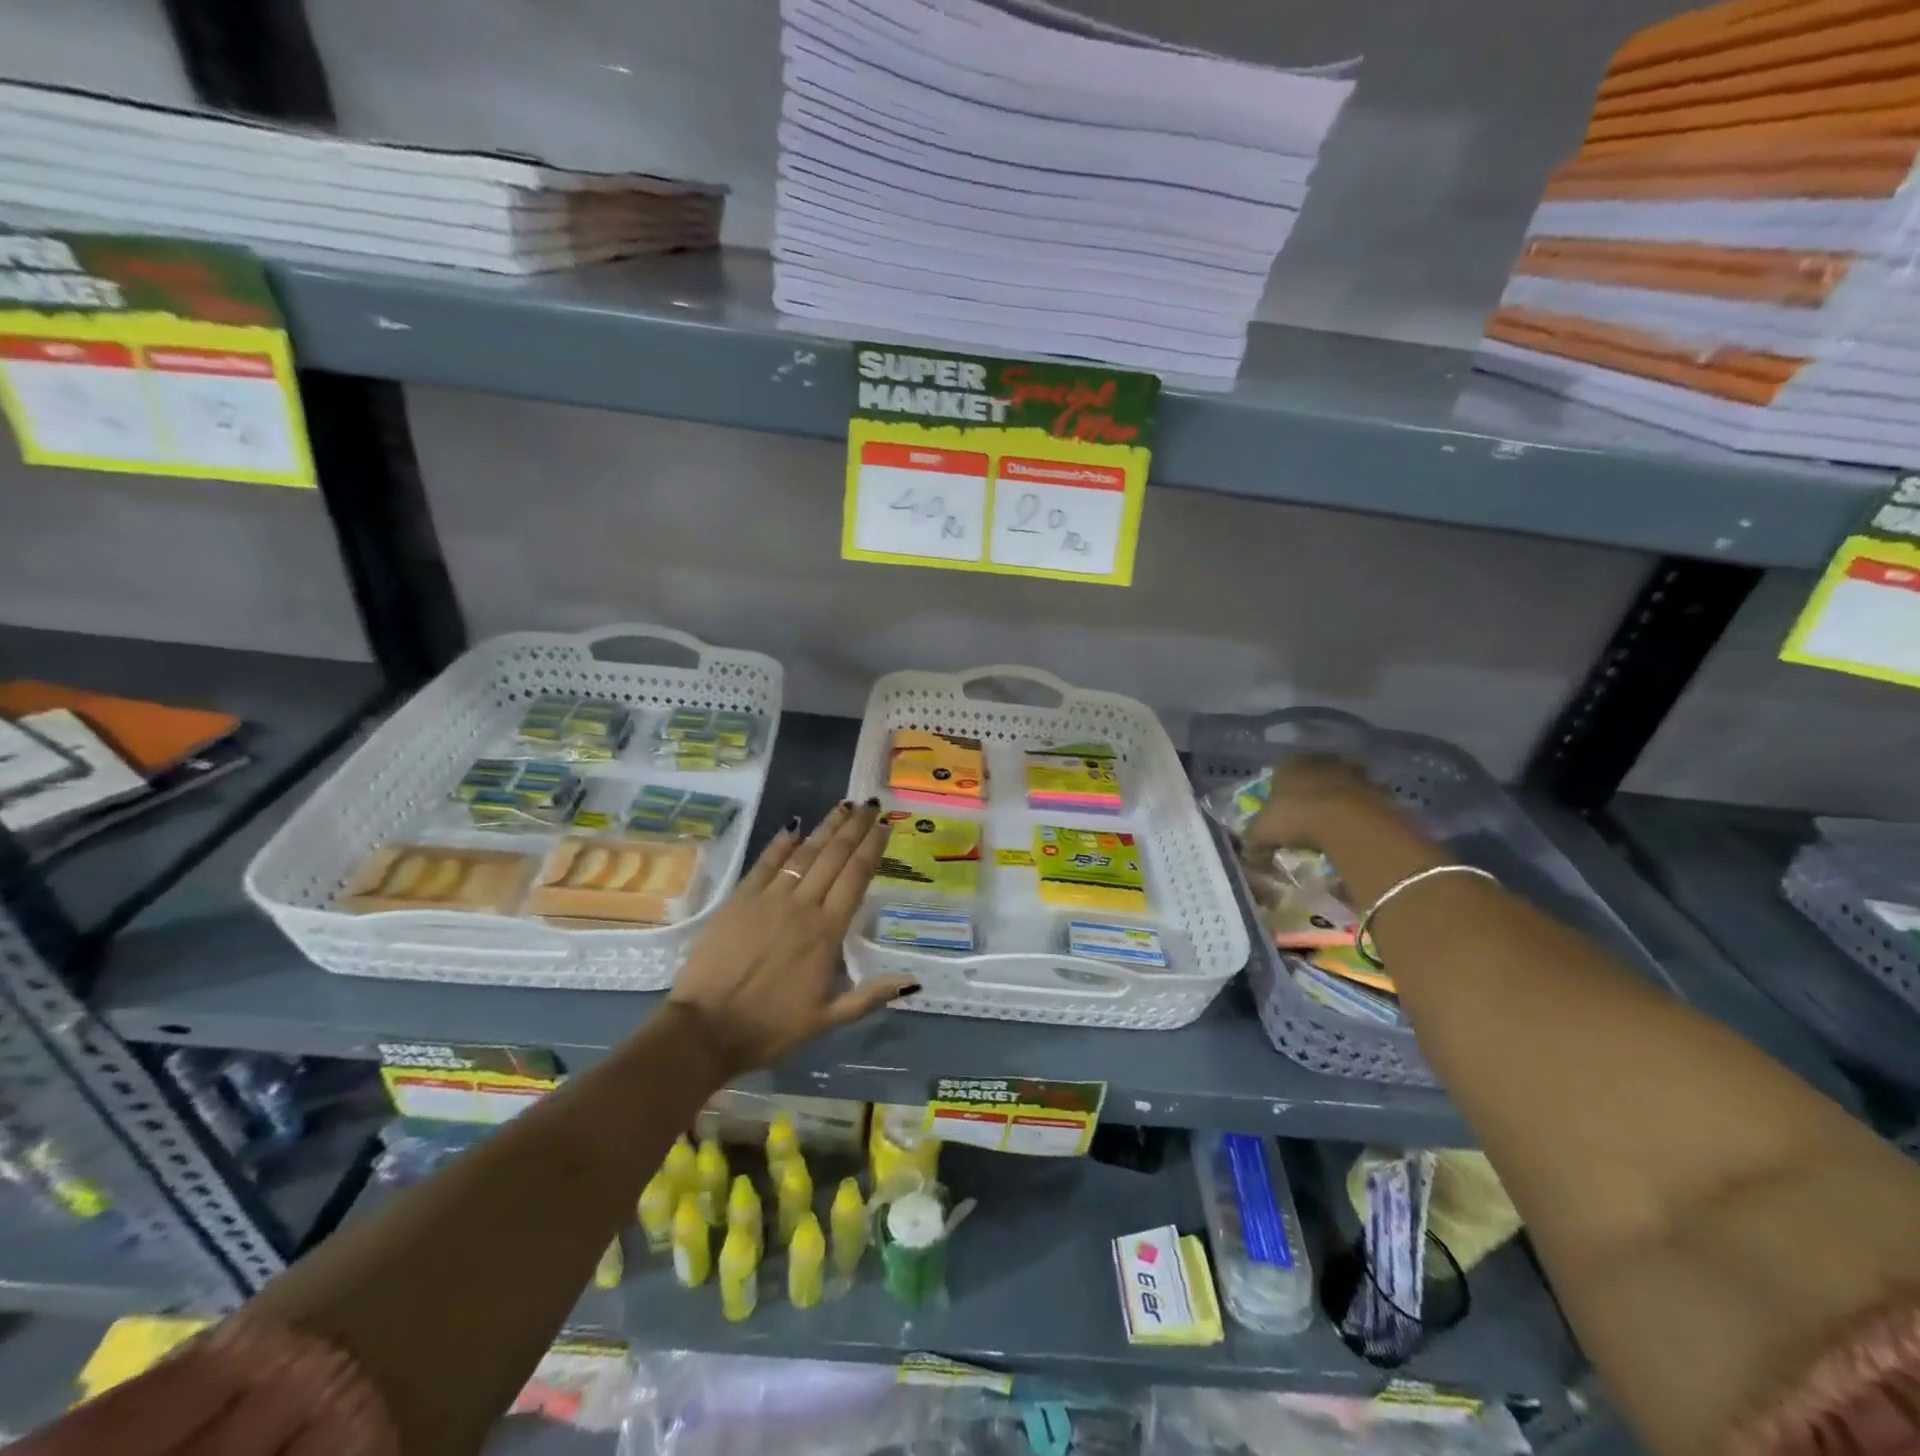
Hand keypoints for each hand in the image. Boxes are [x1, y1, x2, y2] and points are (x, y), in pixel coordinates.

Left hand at [667, 801, 917, 1074]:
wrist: (706, 1029)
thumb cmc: (771, 1027)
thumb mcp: (828, 1019)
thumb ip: (870, 995)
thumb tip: (913, 979)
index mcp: (827, 932)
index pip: (856, 877)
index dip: (872, 848)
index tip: (884, 826)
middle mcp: (803, 906)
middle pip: (834, 857)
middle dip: (854, 828)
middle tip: (870, 805)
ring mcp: (769, 899)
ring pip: (804, 854)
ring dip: (826, 828)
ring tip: (843, 806)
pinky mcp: (740, 900)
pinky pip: (765, 863)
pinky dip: (781, 844)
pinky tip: (793, 827)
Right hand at [1244, 753, 1399, 856]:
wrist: (1349, 822)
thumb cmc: (1297, 818)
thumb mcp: (1264, 833)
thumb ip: (1254, 843)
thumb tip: (1249, 857)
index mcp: (1290, 764)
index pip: (1281, 769)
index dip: (1280, 787)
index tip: (1281, 806)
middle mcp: (1322, 761)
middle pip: (1315, 772)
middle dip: (1313, 788)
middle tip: (1309, 812)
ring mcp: (1353, 772)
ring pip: (1344, 780)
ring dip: (1341, 795)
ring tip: (1336, 820)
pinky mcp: (1379, 789)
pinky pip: (1369, 798)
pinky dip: (1365, 809)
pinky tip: (1359, 827)